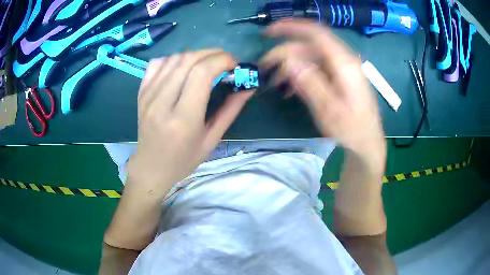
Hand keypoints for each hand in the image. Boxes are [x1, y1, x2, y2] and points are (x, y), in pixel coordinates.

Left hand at [129, 49, 252, 187]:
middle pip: (188, 61)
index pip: (201, 74)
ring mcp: (148, 95)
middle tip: (224, 59)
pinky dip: (174, 59)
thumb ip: (230, 110)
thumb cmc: (184, 159)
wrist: (151, 166)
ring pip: (173, 59)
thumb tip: (248, 87)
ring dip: (195, 54)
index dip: (221, 60)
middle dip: (211, 53)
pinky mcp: (141, 92)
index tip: (233, 63)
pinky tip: (182, 67)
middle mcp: (162, 103)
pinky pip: (157, 63)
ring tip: (207, 62)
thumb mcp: (212, 139)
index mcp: (183, 119)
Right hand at [260, 20, 384, 159]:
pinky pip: (316, 68)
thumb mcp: (328, 109)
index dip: (291, 28)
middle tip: (264, 66)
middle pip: (309, 46)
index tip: (269, 33)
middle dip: (284, 53)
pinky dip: (301, 74)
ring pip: (310, 57)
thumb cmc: (351, 129)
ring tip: (275, 82)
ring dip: (291, 66)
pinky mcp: (339, 77)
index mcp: (344, 63)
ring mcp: (341, 69)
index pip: (315, 33)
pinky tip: (290, 88)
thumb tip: (287, 61)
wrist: (367, 142)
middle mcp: (343, 60)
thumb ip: (309, 82)